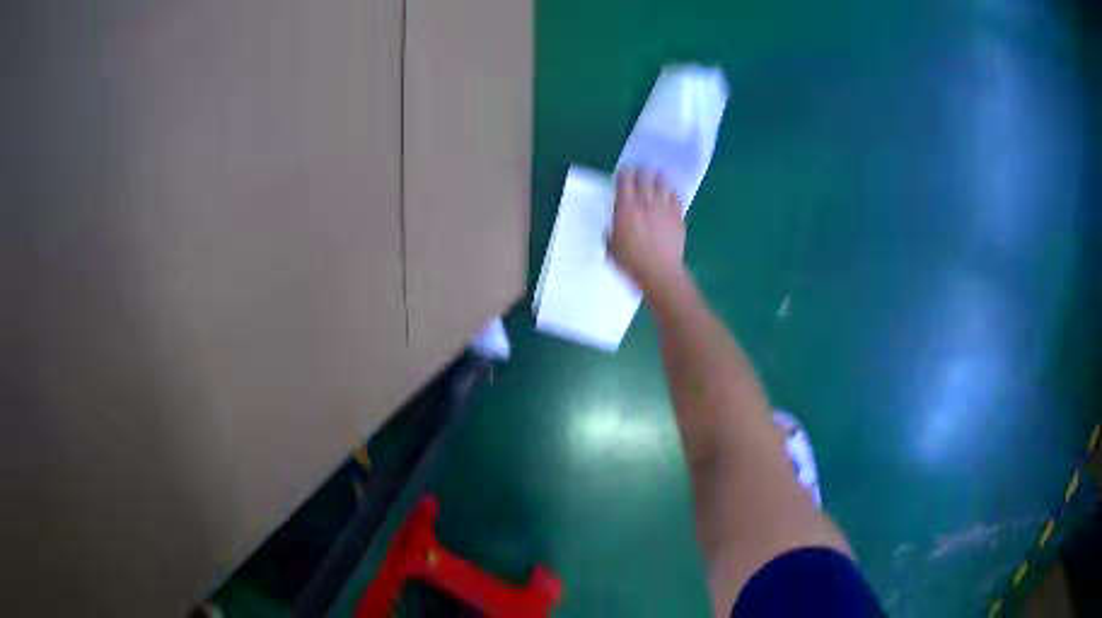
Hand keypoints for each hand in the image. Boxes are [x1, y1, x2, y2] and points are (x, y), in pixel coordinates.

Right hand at [609, 168, 686, 292]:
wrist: (659, 273)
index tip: (623, 173)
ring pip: (663, 183)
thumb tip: (616, 220)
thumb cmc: (630, 262)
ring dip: (658, 178)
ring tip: (656, 178)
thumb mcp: (611, 245)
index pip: (624, 180)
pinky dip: (671, 193)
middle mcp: (645, 203)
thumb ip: (613, 227)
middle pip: (645, 176)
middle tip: (640, 172)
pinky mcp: (677, 216)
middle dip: (641, 171)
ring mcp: (664, 208)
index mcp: (625, 208)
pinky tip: (669, 195)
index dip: (624, 173)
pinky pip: (676, 197)